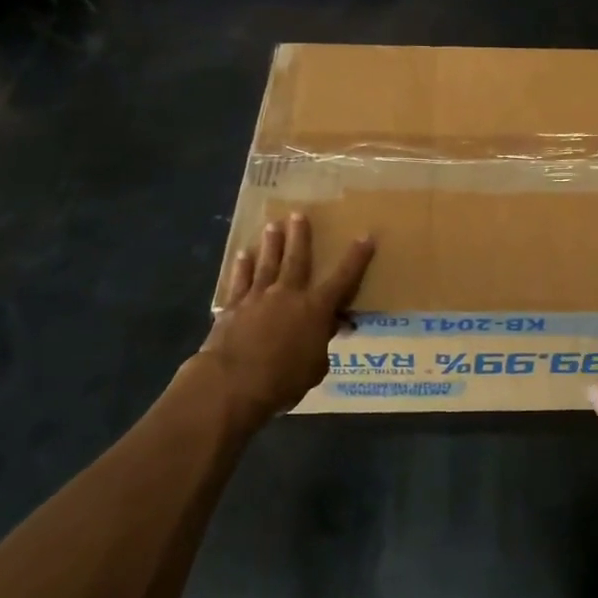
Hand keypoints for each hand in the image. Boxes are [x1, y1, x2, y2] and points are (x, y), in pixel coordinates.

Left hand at [195, 213, 373, 424]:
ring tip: (272, 225)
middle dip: (301, 236)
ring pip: (267, 263)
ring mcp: (257, 298)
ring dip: (271, 244)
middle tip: (299, 214)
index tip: (366, 236)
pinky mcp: (232, 308)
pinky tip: (242, 255)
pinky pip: (239, 281)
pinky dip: (241, 268)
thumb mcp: (315, 368)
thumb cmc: (282, 381)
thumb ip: (321, 345)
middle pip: (297, 259)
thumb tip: (327, 330)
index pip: (343, 278)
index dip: (356, 258)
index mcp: (315, 309)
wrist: (232, 383)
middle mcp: (288, 294)